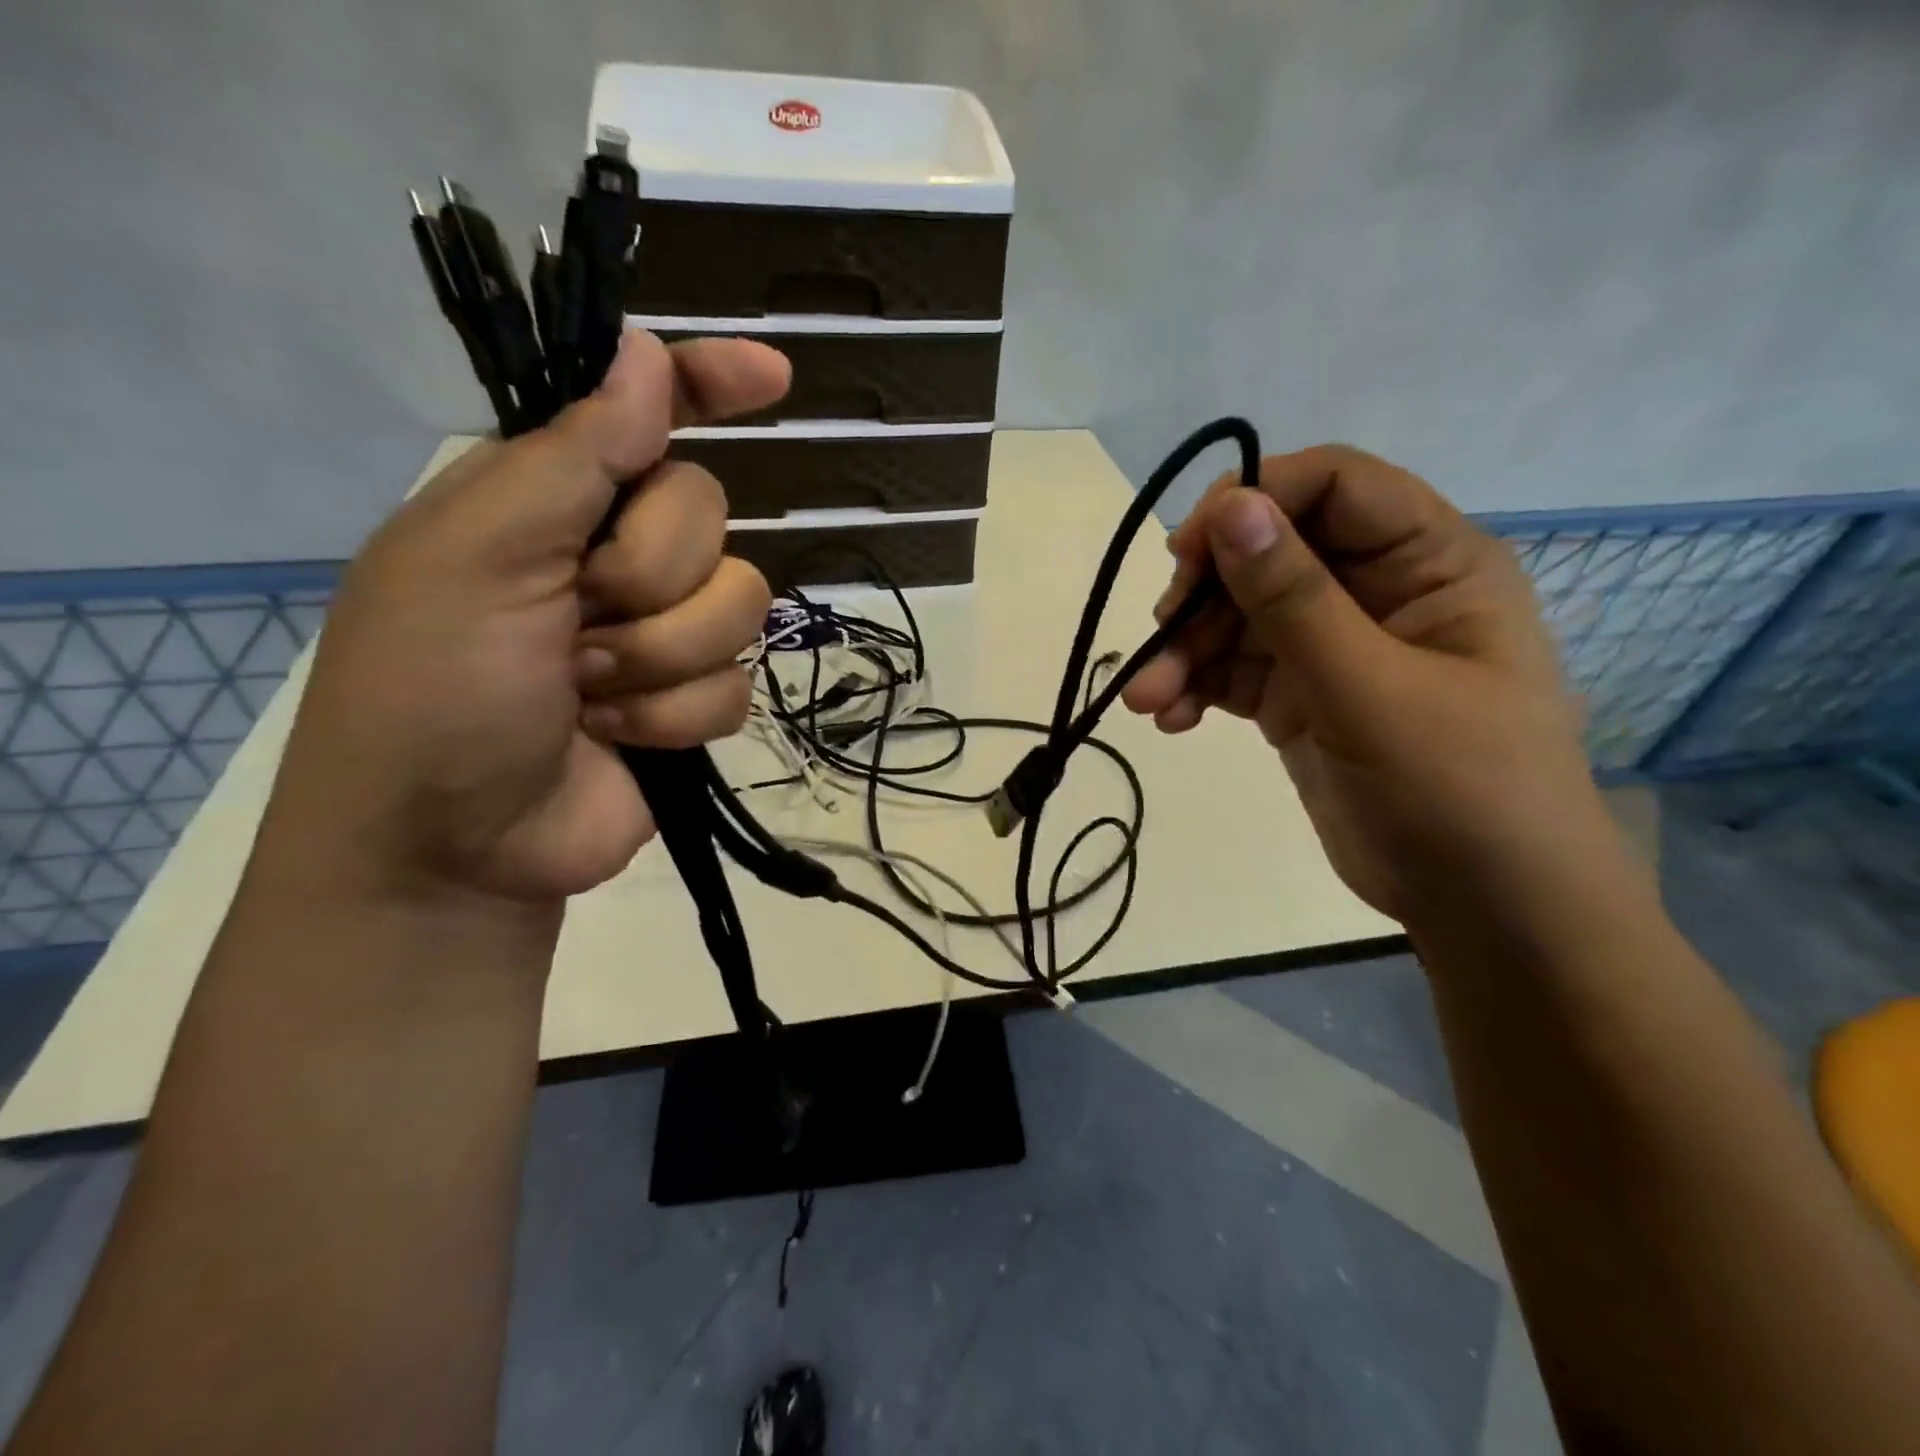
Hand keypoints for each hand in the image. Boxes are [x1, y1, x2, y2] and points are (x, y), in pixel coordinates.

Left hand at [257, 329, 786, 908]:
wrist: (455, 844)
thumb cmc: (435, 687)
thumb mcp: (480, 556)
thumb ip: (573, 457)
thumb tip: (645, 355)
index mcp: (553, 499)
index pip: (646, 416)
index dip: (709, 386)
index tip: (773, 376)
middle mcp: (615, 555)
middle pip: (709, 517)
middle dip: (649, 576)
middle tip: (576, 619)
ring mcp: (661, 633)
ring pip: (740, 605)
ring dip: (662, 657)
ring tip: (591, 692)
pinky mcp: (692, 702)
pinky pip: (739, 684)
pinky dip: (677, 715)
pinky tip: (623, 737)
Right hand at [1124, 444, 1609, 925]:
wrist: (1483, 907)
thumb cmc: (1459, 790)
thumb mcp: (1371, 689)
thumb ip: (1295, 599)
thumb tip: (1229, 508)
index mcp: (1428, 563)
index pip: (1333, 486)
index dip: (1255, 499)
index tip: (1188, 550)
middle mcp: (1376, 591)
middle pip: (1268, 555)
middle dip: (1204, 598)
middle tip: (1160, 640)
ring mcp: (1332, 647)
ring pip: (1238, 618)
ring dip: (1185, 653)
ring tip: (1149, 702)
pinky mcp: (1299, 698)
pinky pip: (1232, 671)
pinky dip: (1195, 688)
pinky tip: (1170, 720)